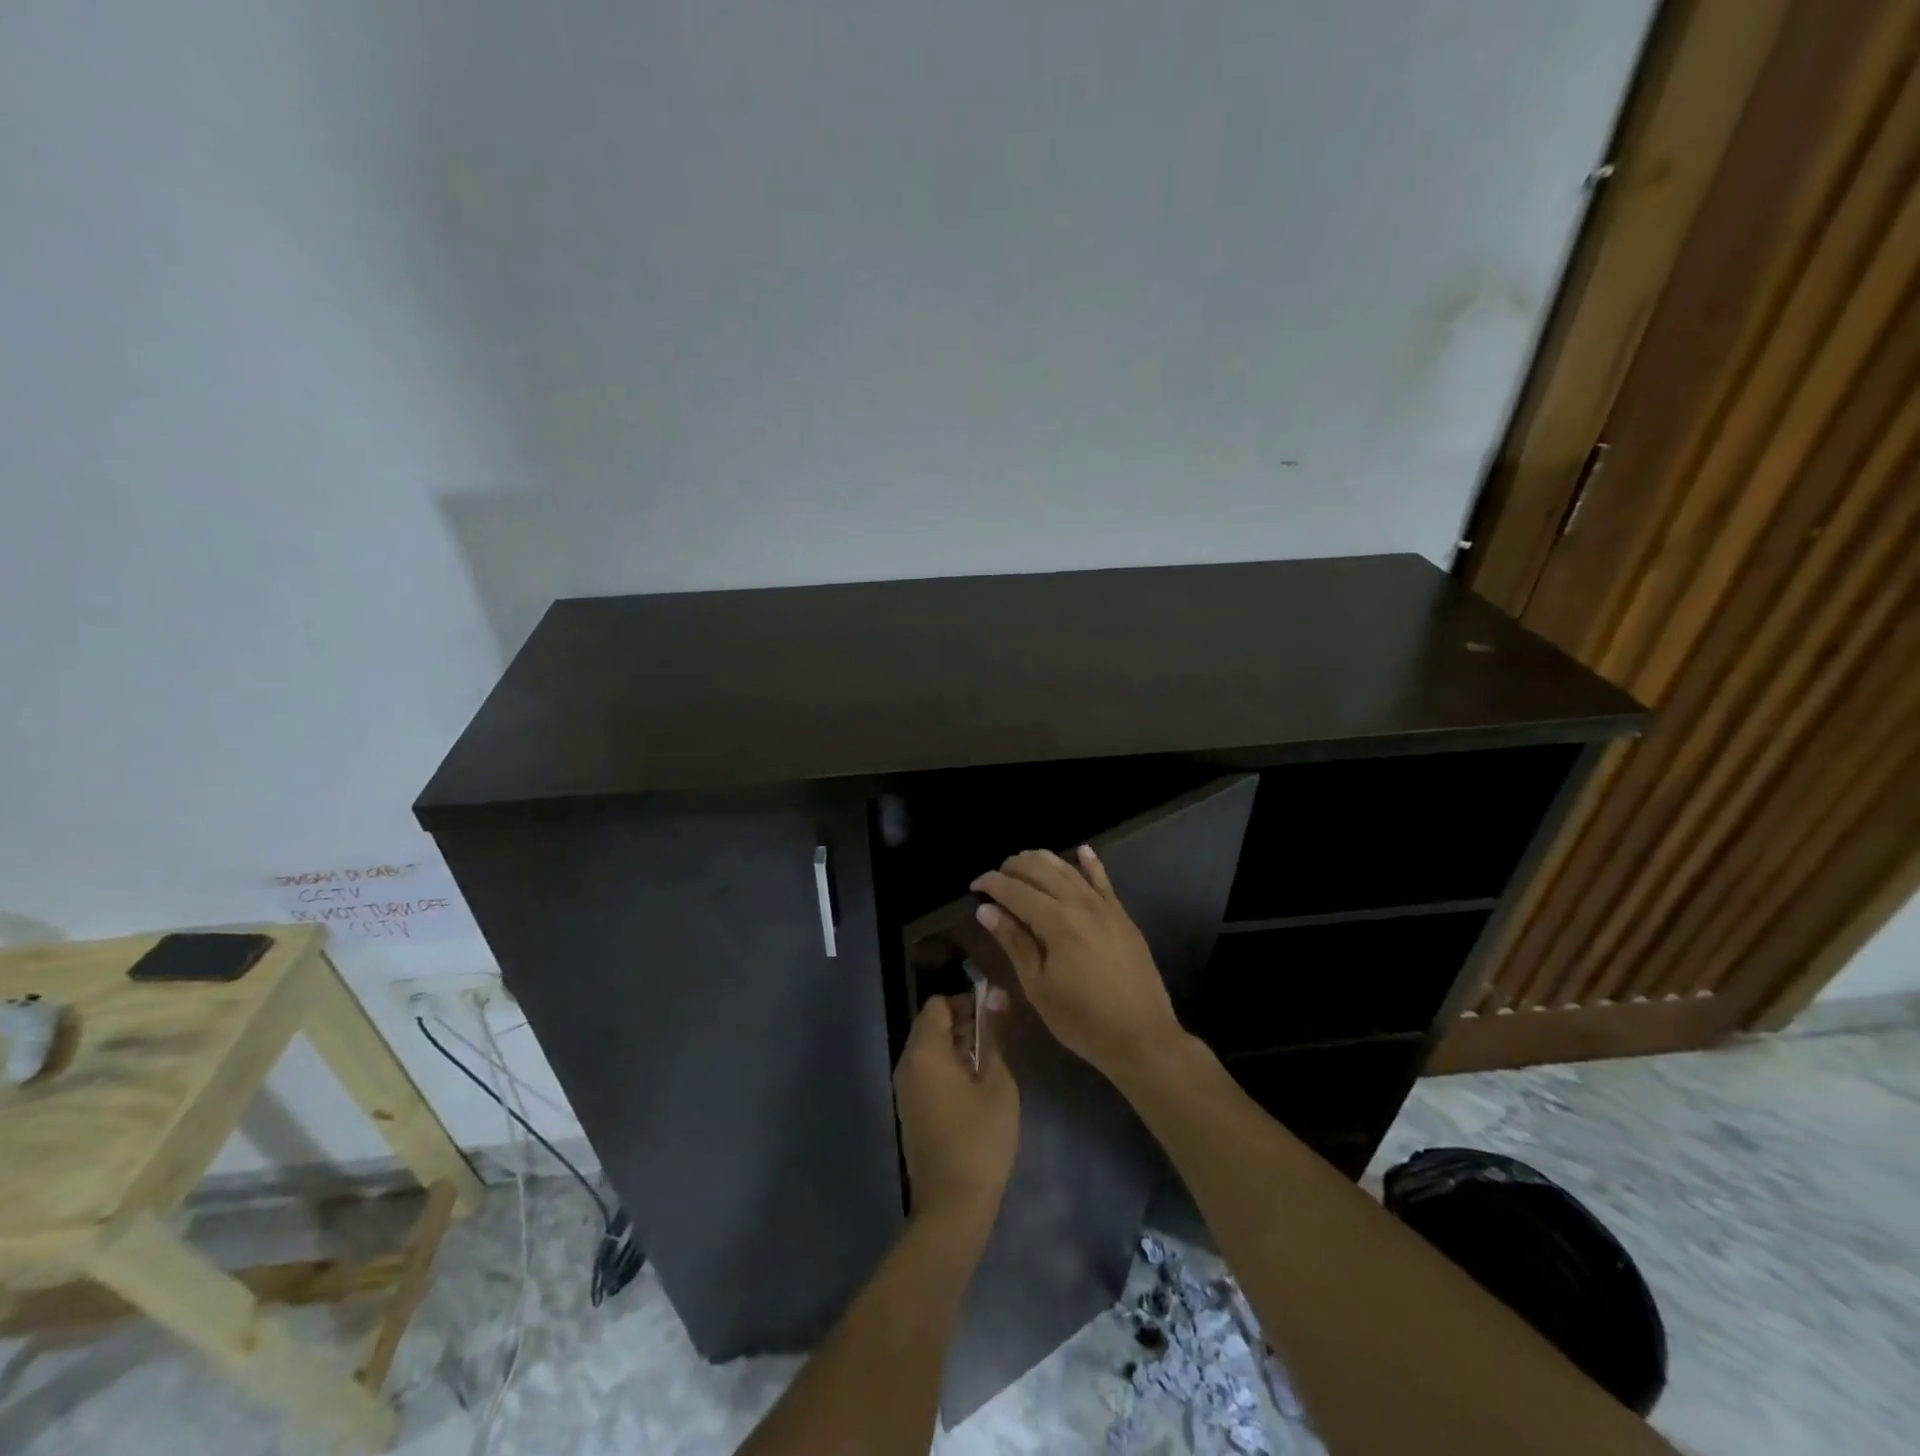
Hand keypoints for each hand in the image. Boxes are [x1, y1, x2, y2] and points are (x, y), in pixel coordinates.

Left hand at [894, 991, 1018, 1224]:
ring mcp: (904, 1090)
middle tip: (997, 1039)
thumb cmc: (980, 1138)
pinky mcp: (909, 1111)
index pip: (938, 1005)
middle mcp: (906, 1064)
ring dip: (956, 1047)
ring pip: (928, 1050)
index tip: (994, 1016)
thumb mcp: (997, 1082)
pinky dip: (947, 1068)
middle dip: (962, 1023)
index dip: (966, 1002)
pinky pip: (925, 1073)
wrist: (952, 1205)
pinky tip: (974, 1087)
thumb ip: (993, 1035)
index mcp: (924, 1052)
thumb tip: (995, 996)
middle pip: (930, 1025)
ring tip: (990, 1062)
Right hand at [970, 846, 1185, 1081]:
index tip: (974, 886)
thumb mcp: (1038, 987)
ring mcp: (1104, 906)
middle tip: (996, 878)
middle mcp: (1079, 903)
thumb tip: (986, 910)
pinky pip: (1103, 879)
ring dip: (1042, 861)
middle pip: (1040, 870)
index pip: (1015, 891)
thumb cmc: (1082, 1019)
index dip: (991, 884)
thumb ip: (1013, 942)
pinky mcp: (1122, 915)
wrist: (1143, 1037)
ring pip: (1068, 869)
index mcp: (1055, 921)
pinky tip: (1082, 850)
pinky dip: (1090, 862)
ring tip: (1022, 863)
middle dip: (1013, 868)